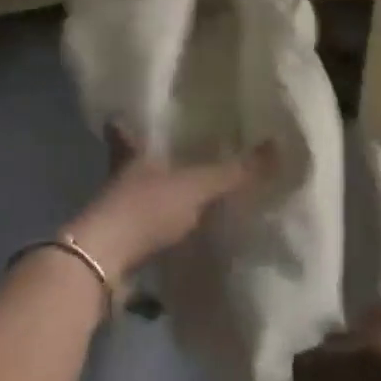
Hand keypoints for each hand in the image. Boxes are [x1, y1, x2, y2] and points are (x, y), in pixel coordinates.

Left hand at [64, 128, 275, 286]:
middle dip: (143, 161)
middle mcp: (119, 179)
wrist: (102, 264)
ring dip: (150, 197)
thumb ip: (234, 172)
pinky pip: (138, 231)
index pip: (123, 131)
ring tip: (175, 196)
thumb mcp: (197, 186)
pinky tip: (171, 238)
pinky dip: (152, 232)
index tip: (124, 115)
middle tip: (167, 156)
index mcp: (133, 154)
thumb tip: (278, 147)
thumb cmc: (146, 208)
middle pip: (127, 163)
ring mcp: (114, 215)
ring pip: (133, 197)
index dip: (124, 124)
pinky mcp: (115, 248)